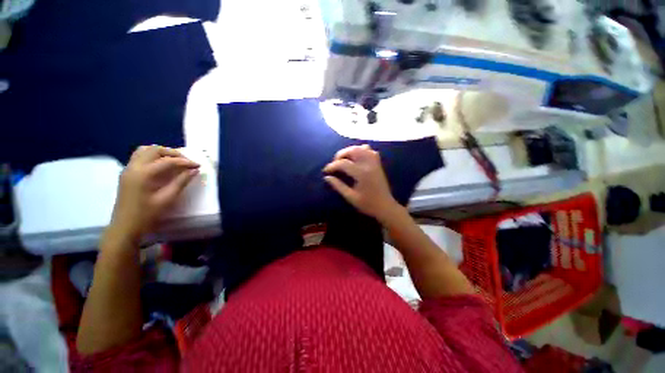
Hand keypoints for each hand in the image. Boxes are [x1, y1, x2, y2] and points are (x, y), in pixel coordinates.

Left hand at [108, 145, 199, 241]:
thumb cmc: (147, 214)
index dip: (185, 162)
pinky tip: (161, 165)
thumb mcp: (167, 198)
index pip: (168, 161)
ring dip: (162, 152)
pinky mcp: (127, 172)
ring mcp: (128, 168)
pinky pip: (139, 156)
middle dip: (173, 153)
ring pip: (145, 150)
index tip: (198, 165)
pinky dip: (153, 156)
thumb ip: (181, 182)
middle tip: (187, 162)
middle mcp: (134, 166)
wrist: (125, 226)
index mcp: (144, 174)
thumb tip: (194, 170)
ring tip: (175, 161)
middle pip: (155, 150)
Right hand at [323, 144, 400, 221]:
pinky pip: (370, 151)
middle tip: (335, 163)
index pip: (343, 163)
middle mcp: (369, 165)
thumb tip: (327, 177)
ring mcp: (375, 163)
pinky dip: (361, 151)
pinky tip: (356, 158)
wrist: (385, 206)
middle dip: (340, 154)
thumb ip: (338, 186)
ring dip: (350, 151)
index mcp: (361, 174)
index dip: (332, 166)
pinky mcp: (378, 164)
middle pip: (353, 150)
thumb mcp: (350, 197)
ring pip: (361, 148)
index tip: (325, 171)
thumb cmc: (367, 204)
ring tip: (344, 159)